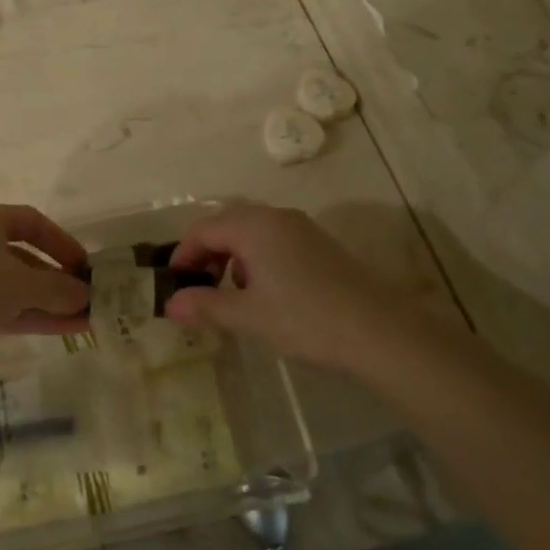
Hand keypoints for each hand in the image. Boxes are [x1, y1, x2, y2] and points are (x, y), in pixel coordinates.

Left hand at [0, 203, 89, 372]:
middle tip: (91, 298)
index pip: (32, 223)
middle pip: (28, 259)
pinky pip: (10, 311)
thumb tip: (86, 294)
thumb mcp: (18, 280)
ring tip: (89, 319)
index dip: (61, 241)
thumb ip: (56, 287)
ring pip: (21, 289)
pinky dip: (36, 318)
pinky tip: (66, 330)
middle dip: (59, 279)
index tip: (84, 264)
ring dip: (52, 303)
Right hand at [164, 205, 427, 377]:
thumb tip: (170, 305)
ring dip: (231, 259)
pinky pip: (273, 242)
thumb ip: (206, 305)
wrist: (380, 333)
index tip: (174, 286)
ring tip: (230, 296)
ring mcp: (301, 228)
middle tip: (198, 291)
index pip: (202, 229)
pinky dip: (256, 260)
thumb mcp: (248, 315)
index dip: (183, 256)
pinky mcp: (319, 245)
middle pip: (225, 225)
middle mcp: (275, 216)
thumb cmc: (305, 319)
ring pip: (250, 233)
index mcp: (253, 225)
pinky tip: (265, 294)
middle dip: (206, 255)